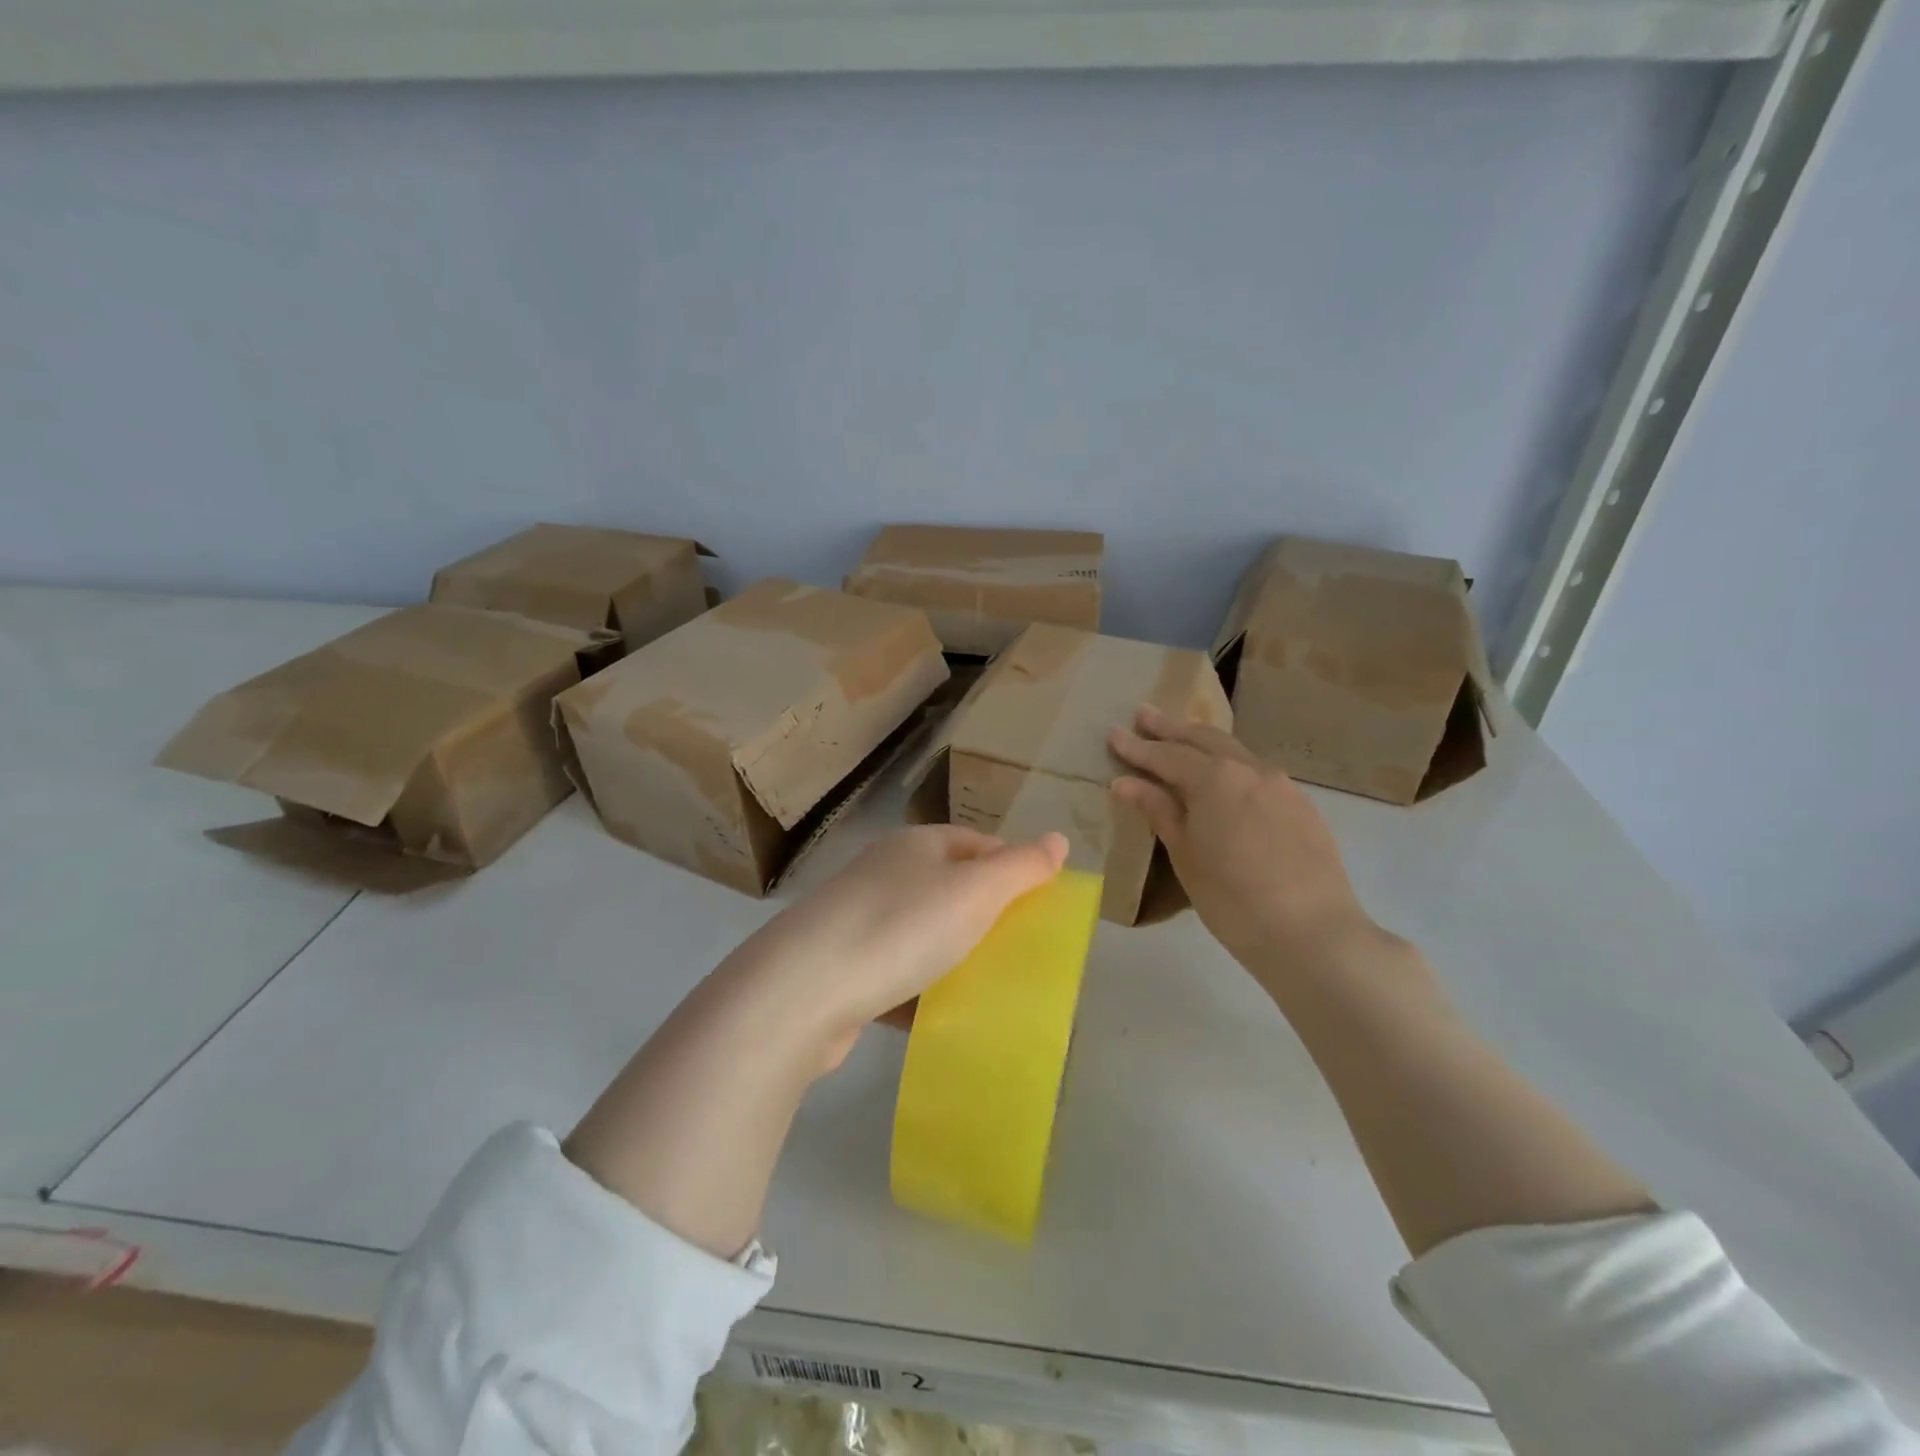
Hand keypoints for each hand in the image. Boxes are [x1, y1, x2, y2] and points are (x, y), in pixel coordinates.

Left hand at [720, 825, 1068, 1071]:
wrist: (803, 991)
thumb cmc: (900, 928)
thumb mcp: (974, 892)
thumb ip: (1020, 867)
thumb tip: (1058, 839)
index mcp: (917, 845)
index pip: (978, 844)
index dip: (1013, 868)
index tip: (1042, 906)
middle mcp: (885, 873)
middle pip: (950, 888)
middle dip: (986, 918)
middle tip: (1022, 951)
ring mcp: (858, 919)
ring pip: (922, 934)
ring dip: (953, 957)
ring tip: (988, 987)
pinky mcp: (843, 967)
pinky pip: (896, 973)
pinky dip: (920, 991)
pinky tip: (939, 1017)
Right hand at [1109, 705, 1384, 978]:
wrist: (1312, 933)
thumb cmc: (1232, 899)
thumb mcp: (1185, 855)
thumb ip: (1159, 810)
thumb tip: (1126, 782)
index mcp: (1215, 778)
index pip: (1167, 755)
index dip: (1137, 747)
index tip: (1114, 734)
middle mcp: (1250, 769)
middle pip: (1204, 739)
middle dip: (1171, 728)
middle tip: (1145, 714)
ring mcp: (1282, 785)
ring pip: (1235, 752)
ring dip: (1204, 743)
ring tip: (1182, 739)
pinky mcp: (1302, 805)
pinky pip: (1257, 774)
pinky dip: (1232, 766)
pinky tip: (1226, 779)